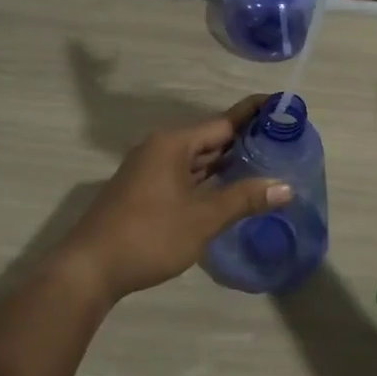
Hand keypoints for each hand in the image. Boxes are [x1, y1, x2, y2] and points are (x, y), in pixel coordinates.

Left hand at [56, 97, 291, 300]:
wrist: (90, 268)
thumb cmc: (150, 235)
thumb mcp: (203, 218)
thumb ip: (244, 199)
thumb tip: (286, 187)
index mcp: (173, 144)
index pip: (223, 122)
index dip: (254, 116)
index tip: (282, 107)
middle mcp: (160, 149)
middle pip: (210, 139)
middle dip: (244, 142)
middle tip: (283, 143)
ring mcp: (149, 170)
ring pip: (196, 160)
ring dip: (225, 163)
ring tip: (264, 164)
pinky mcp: (144, 191)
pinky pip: (184, 175)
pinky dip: (207, 179)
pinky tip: (228, 190)